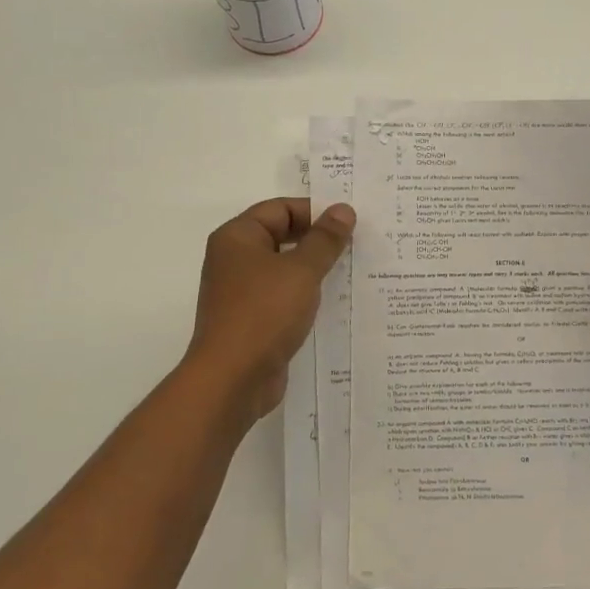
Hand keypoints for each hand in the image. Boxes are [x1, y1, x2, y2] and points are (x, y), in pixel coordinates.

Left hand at [185, 197, 354, 423]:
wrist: (232, 379)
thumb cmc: (264, 313)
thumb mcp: (302, 271)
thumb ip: (325, 240)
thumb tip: (343, 209)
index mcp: (237, 237)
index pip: (280, 209)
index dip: (315, 211)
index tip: (350, 223)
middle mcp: (235, 259)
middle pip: (281, 236)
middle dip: (318, 239)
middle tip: (357, 243)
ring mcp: (242, 292)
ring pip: (285, 268)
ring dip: (315, 269)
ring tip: (353, 270)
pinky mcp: (252, 320)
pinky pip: (284, 296)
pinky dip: (306, 295)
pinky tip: (335, 302)